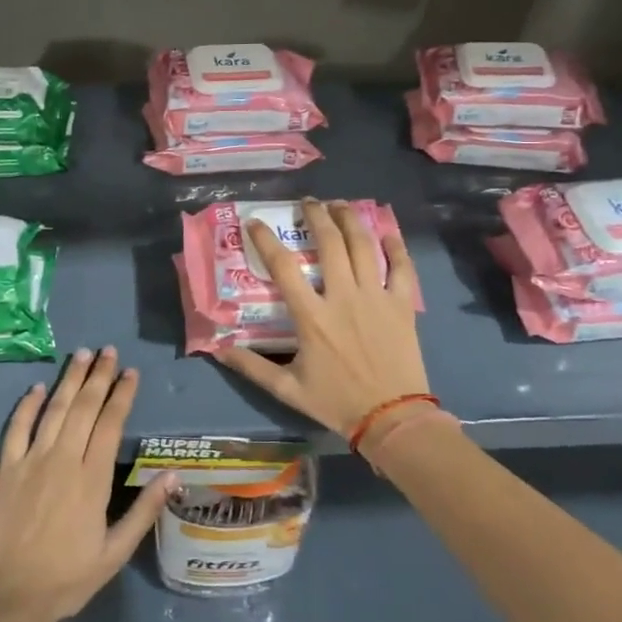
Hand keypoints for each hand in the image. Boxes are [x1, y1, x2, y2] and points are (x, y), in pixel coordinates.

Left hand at [0, 347, 176, 621]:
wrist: (12, 597)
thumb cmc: (69, 577)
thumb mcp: (116, 551)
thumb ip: (144, 511)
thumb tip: (173, 476)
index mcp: (93, 479)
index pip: (110, 424)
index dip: (122, 395)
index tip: (131, 373)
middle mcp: (64, 460)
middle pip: (83, 407)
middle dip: (98, 376)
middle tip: (108, 351)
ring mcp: (33, 461)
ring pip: (54, 410)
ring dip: (69, 380)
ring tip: (82, 355)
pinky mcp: (8, 469)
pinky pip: (17, 429)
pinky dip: (28, 405)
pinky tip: (37, 387)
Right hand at [218, 199, 428, 437]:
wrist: (392, 418)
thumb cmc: (337, 402)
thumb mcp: (288, 389)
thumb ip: (252, 367)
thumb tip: (218, 349)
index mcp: (312, 316)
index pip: (283, 266)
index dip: (265, 240)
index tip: (255, 222)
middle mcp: (343, 297)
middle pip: (329, 243)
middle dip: (316, 215)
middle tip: (307, 203)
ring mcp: (376, 297)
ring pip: (363, 245)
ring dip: (349, 219)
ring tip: (339, 204)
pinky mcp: (402, 304)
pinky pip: (401, 266)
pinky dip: (395, 243)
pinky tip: (386, 228)